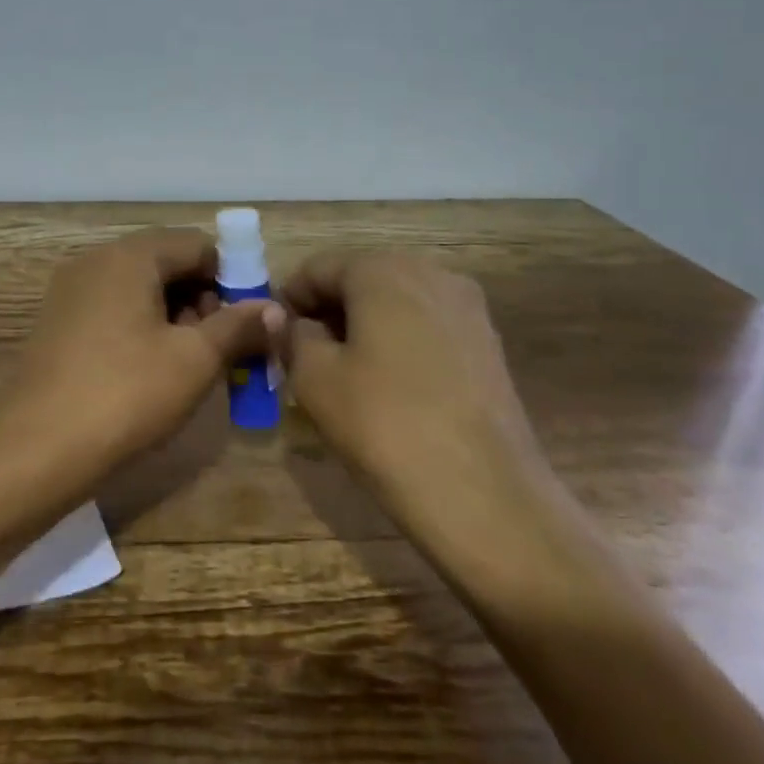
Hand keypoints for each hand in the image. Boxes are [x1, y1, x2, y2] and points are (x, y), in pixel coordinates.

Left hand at [0, 229, 282, 472]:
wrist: (39, 449)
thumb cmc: (127, 394)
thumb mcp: (194, 360)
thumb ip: (238, 326)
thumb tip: (275, 309)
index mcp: (129, 256)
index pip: (196, 244)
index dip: (231, 277)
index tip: (246, 321)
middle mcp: (95, 261)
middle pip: (165, 262)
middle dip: (202, 298)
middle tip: (221, 346)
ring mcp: (70, 292)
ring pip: (138, 288)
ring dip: (173, 315)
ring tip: (190, 363)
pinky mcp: (57, 323)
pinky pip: (112, 309)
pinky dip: (141, 327)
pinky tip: (150, 369)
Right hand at [279, 252, 561, 538]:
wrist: (484, 494)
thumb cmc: (384, 425)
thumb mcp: (315, 380)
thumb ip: (291, 336)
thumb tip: (285, 318)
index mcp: (382, 270)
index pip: (317, 269)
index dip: (289, 301)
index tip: (275, 340)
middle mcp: (430, 272)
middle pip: (361, 279)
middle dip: (329, 312)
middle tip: (305, 358)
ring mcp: (467, 306)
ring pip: (396, 303)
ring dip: (364, 327)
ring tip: (346, 375)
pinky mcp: (488, 342)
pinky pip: (427, 327)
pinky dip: (400, 343)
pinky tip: (391, 387)